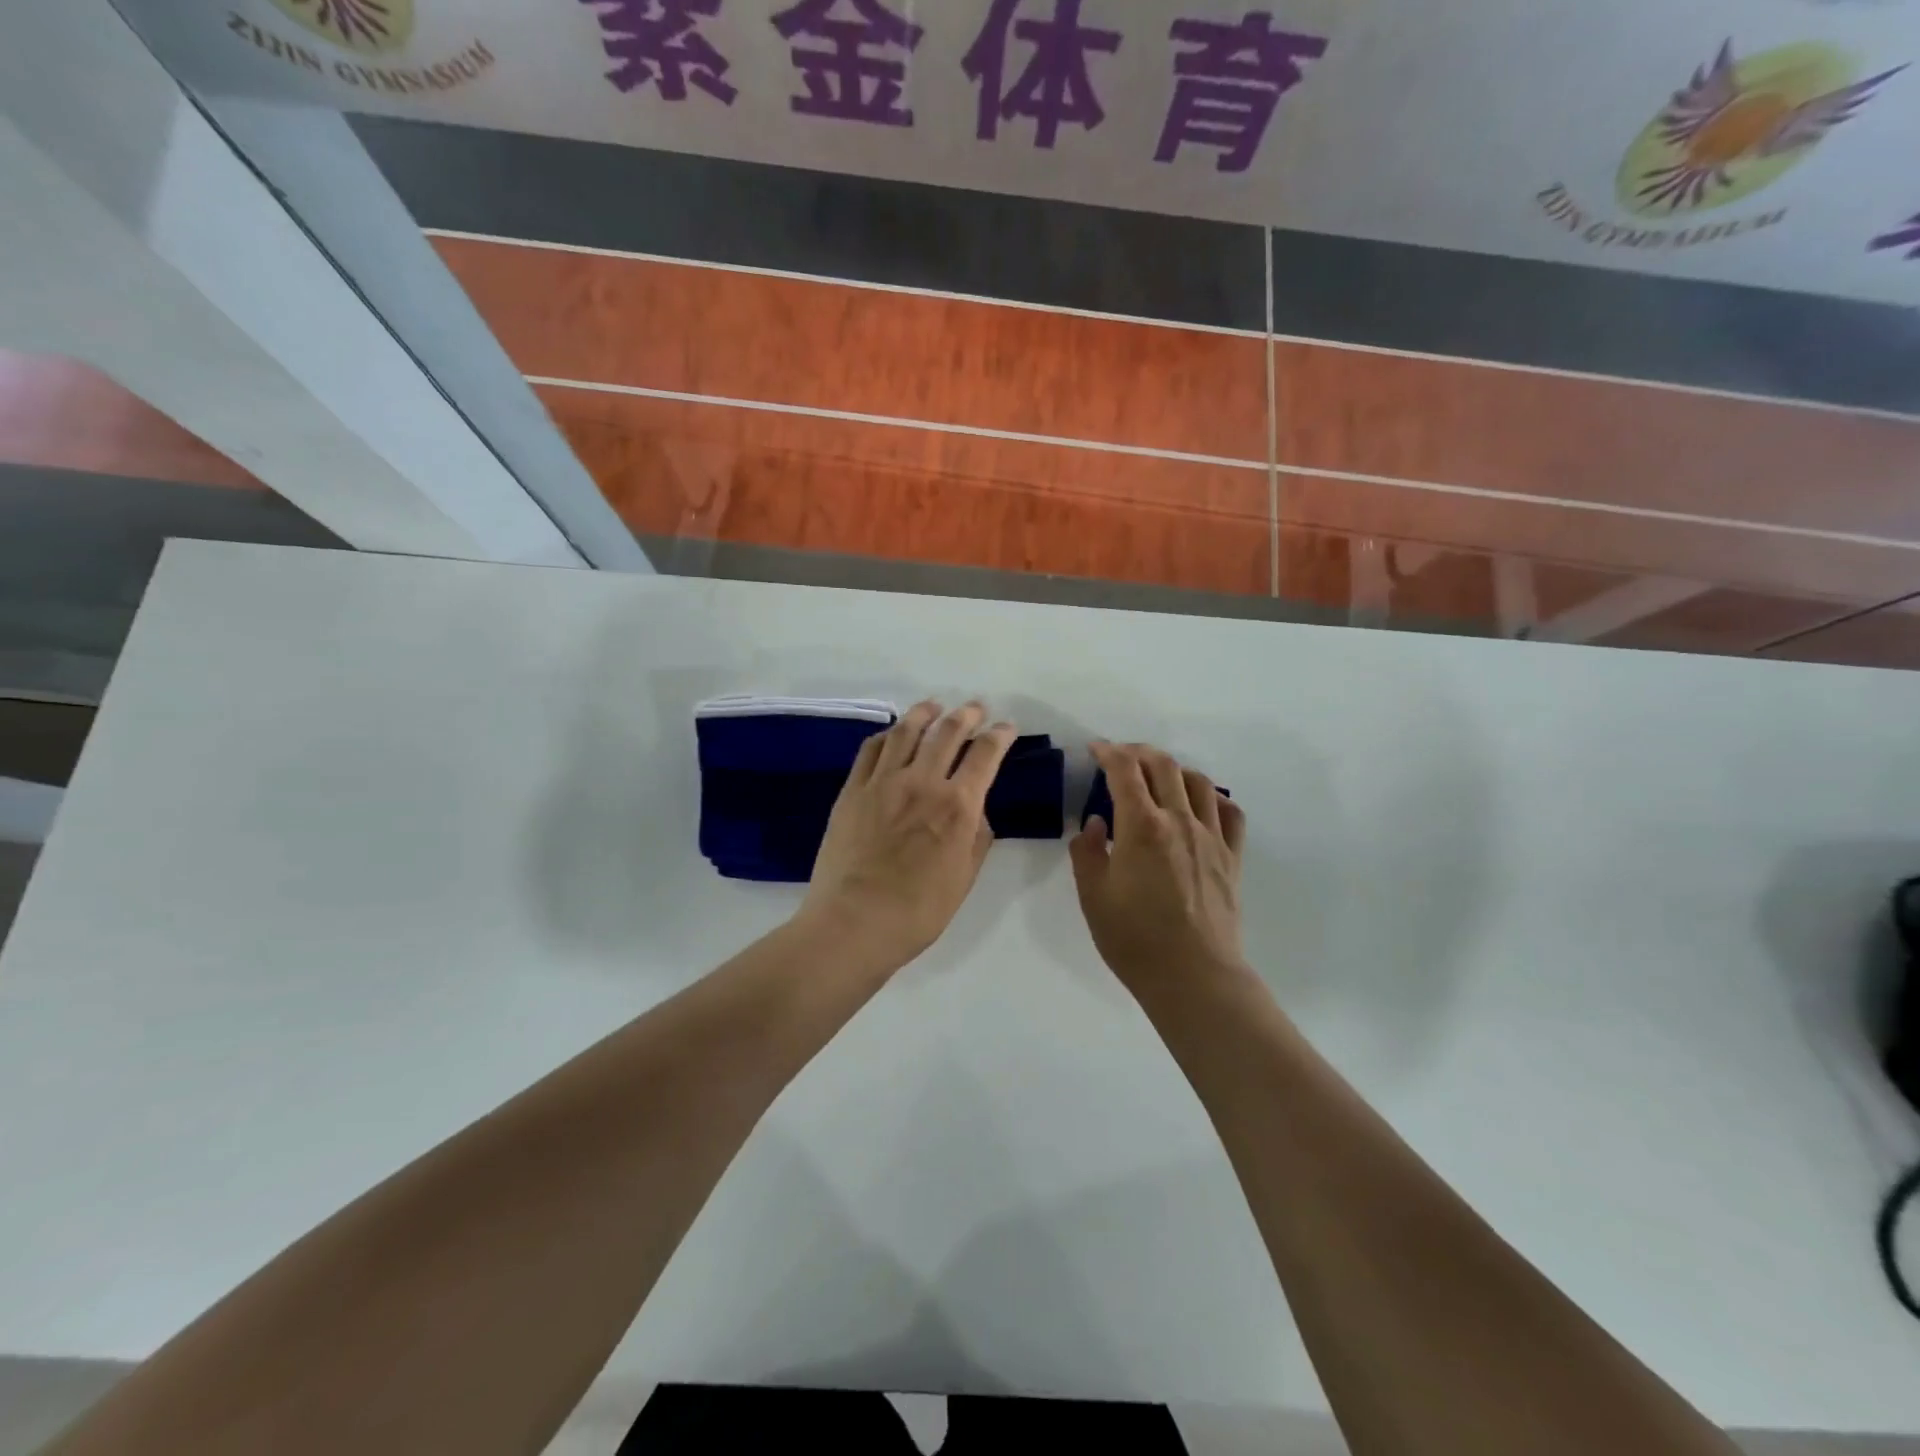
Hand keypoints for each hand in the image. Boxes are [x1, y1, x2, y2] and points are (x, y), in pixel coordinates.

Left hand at [800, 701, 1016, 967]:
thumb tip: (975, 810)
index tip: (1007, 728)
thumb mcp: (964, 878)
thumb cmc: (917, 912)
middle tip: (975, 708)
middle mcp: (922, 782)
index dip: (1000, 735)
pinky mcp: (852, 790)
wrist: (854, 922)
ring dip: (925, 713)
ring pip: (907, 731)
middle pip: (948, 732)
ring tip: (934, 706)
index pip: (985, 755)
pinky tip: (894, 734)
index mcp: (957, 806)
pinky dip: (888, 735)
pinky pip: (871, 749)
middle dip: (967, 715)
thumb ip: (976, 838)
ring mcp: (883, 782)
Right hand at [1069, 741, 1248, 1000]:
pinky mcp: (1231, 857)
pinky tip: (1201, 805)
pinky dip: (1213, 797)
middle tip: (1121, 757)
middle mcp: (1179, 821)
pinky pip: (1230, 812)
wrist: (1193, 976)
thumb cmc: (1134, 939)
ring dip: (1174, 769)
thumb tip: (1096, 824)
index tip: (1096, 749)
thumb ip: (1087, 852)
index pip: (1124, 771)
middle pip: (1163, 766)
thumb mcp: (1092, 896)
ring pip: (1198, 782)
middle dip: (1139, 752)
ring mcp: (1211, 837)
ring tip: (1159, 778)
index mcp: (1141, 827)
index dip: (1109, 752)